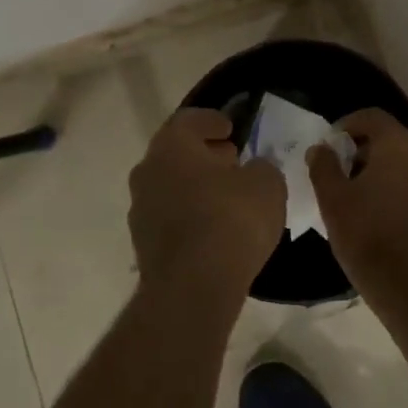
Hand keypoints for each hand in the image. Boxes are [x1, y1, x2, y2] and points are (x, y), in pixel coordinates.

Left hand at [129, 109, 286, 305]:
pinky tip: (214, 226)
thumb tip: (253, 170)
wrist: (193, 287)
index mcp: (172, 146)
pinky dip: (190, 213)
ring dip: (195, 185)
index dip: (212, 120)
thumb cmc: (231, 221)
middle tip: (231, 159)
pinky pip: (170, 216)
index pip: (189, 120)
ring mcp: (140, 208)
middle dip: (204, 154)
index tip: (230, 128)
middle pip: (176, 153)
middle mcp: (147, 171)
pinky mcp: (143, 243)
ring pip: (170, 185)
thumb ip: (261, 168)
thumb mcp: (266, 185)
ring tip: (227, 195)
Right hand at [308, 109, 407, 297]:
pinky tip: (383, 214)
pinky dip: (401, 190)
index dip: (347, 125)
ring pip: (407, 163)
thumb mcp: (332, 198)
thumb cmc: (366, 234)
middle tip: (342, 173)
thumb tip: (321, 149)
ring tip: (362, 196)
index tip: (331, 145)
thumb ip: (323, 165)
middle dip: (365, 150)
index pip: (372, 117)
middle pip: (392, 139)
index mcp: (401, 145)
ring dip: (385, 171)